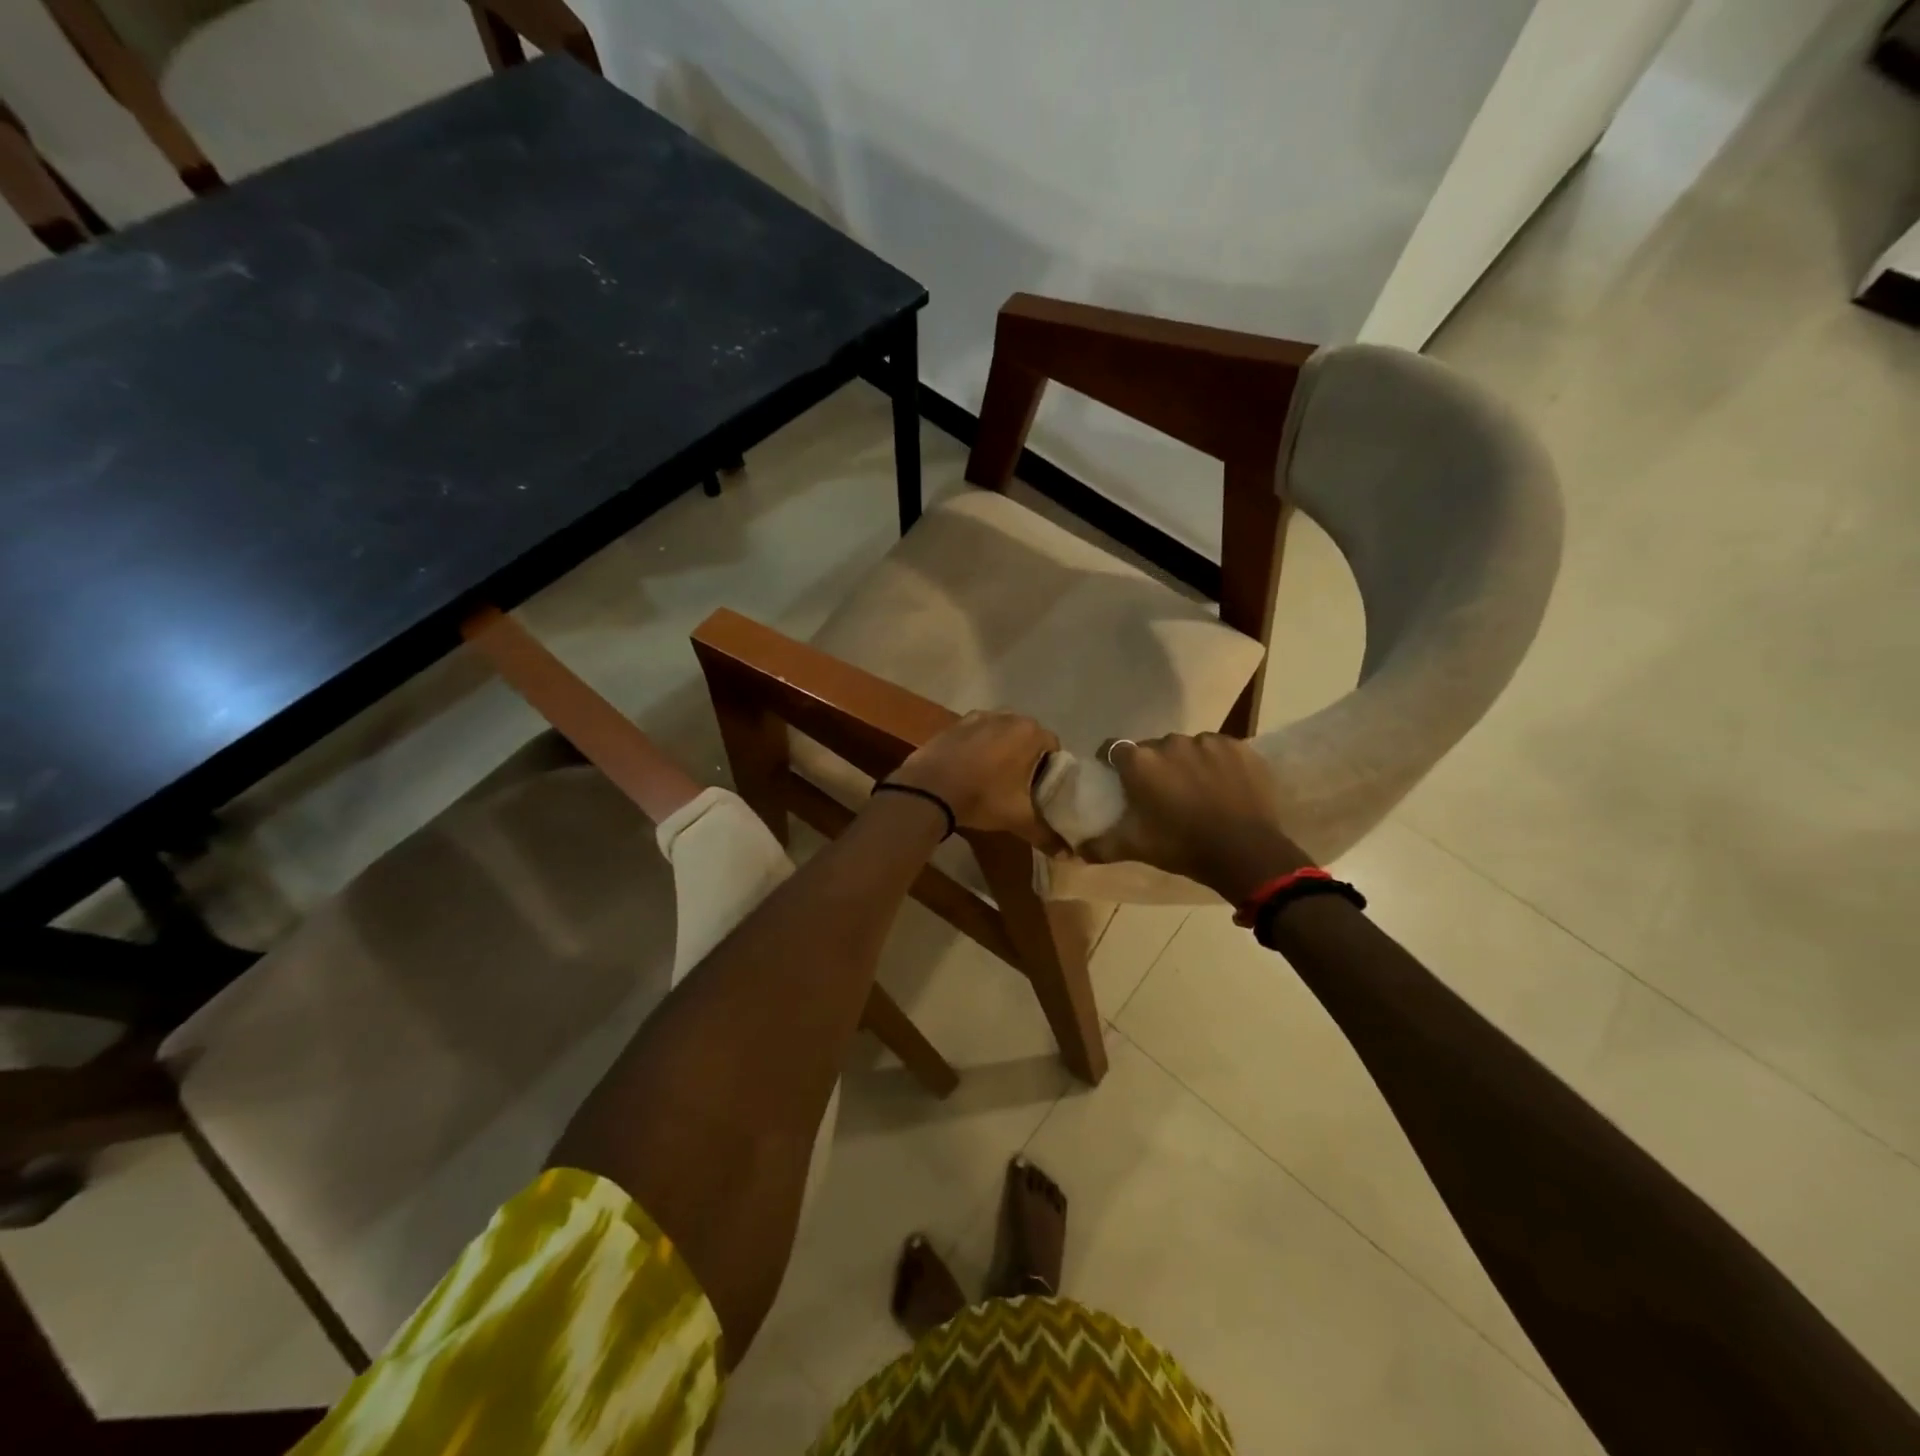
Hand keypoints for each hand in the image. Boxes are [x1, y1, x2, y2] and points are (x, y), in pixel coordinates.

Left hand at [887, 711, 1063, 847]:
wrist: (929, 788)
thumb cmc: (982, 797)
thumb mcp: (1018, 819)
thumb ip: (1046, 834)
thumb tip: (1068, 855)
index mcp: (1030, 733)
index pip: (1053, 747)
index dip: (1051, 767)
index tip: (1042, 788)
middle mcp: (1008, 717)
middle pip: (1028, 736)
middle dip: (1027, 756)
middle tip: (1021, 784)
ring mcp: (980, 716)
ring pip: (1002, 732)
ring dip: (1004, 748)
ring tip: (996, 775)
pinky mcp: (956, 723)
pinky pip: (978, 732)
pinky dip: (980, 745)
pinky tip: (972, 767)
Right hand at [1082, 734, 1310, 903]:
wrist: (1245, 852)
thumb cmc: (1182, 846)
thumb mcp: (1136, 848)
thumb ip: (1101, 846)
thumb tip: (1077, 852)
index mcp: (1140, 761)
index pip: (1114, 749)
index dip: (1113, 762)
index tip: (1118, 779)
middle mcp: (1171, 742)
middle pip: (1152, 748)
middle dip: (1153, 766)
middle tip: (1160, 792)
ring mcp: (1208, 741)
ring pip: (1187, 747)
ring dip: (1186, 763)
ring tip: (1196, 790)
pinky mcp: (1239, 747)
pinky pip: (1219, 750)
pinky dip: (1216, 764)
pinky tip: (1223, 786)